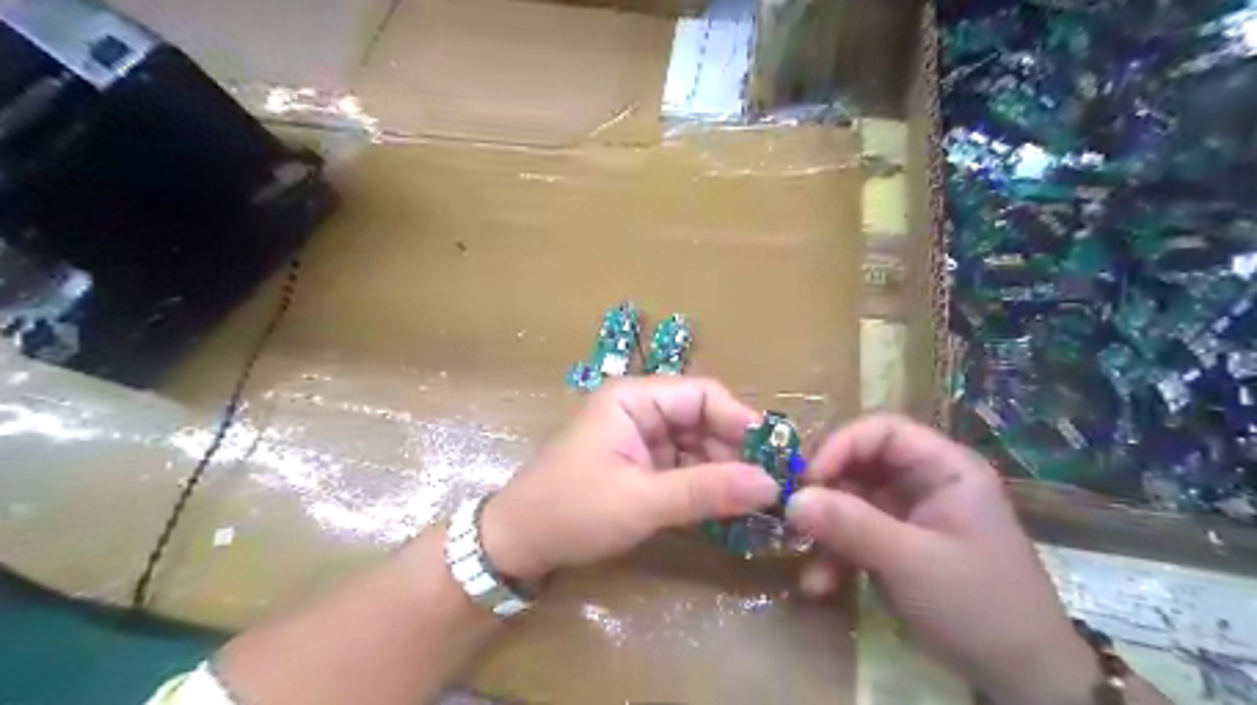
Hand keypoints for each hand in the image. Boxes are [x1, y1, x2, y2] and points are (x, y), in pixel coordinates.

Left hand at [478, 379, 781, 582]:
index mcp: (634, 398)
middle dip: (734, 452)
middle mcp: (640, 409)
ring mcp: (639, 438)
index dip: (741, 422)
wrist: (516, 544)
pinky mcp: (639, 465)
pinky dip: (704, 486)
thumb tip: (770, 484)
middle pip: (702, 419)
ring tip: (753, 504)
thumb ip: (706, 490)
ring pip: (697, 445)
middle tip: (770, 489)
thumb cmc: (572, 511)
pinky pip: (683, 467)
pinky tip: (725, 509)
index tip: (775, 458)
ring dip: (723, 472)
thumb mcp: (642, 501)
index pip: (702, 395)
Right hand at [782, 416, 1103, 701]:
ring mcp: (910, 515)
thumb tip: (790, 500)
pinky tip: (820, 583)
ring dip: (826, 532)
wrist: (1023, 679)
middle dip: (825, 493)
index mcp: (944, 468)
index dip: (840, 446)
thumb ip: (850, 525)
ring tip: (808, 565)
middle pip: (860, 464)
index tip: (808, 479)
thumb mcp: (911, 562)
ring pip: (851, 502)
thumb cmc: (978, 605)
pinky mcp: (898, 545)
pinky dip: (836, 555)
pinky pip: (855, 534)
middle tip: (794, 519)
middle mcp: (925, 482)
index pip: (882, 431)